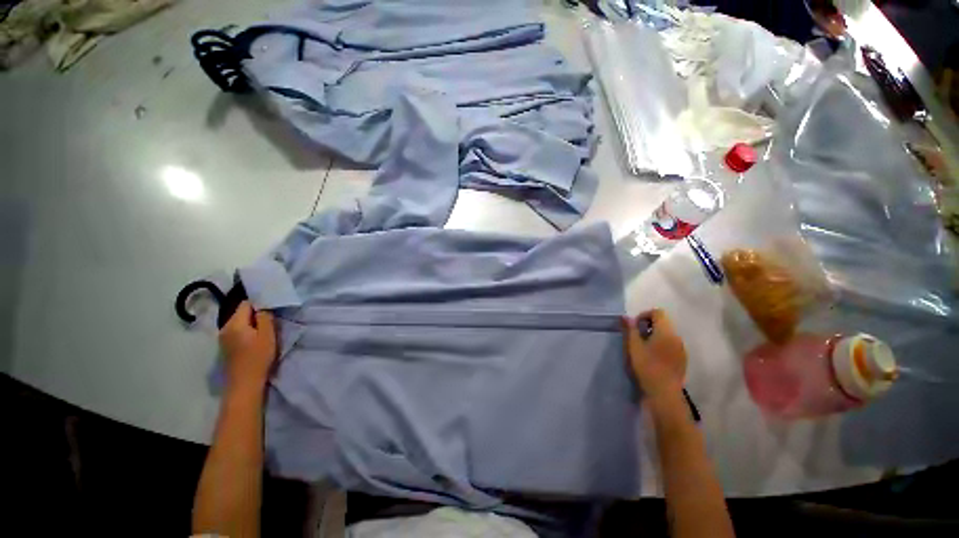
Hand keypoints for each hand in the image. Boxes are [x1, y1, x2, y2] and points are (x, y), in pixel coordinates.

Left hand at [219, 301, 276, 390]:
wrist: (244, 384)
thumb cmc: (258, 357)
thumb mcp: (267, 335)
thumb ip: (265, 317)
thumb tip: (263, 307)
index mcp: (234, 323)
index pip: (246, 304)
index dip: (259, 304)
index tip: (272, 309)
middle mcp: (224, 328)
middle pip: (241, 313)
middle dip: (255, 314)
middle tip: (271, 321)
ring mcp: (223, 339)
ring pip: (239, 323)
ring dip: (251, 324)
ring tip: (264, 331)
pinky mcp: (225, 347)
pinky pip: (237, 332)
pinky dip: (247, 332)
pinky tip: (255, 340)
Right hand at [622, 309, 687, 401]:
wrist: (664, 393)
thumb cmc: (647, 367)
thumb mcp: (634, 347)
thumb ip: (630, 329)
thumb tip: (625, 316)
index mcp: (666, 332)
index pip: (658, 312)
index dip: (644, 315)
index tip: (634, 326)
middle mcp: (677, 337)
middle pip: (663, 322)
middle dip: (648, 325)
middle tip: (636, 337)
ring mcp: (681, 349)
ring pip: (667, 334)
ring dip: (654, 335)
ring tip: (643, 348)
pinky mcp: (682, 359)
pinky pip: (671, 344)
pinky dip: (661, 345)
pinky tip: (653, 358)